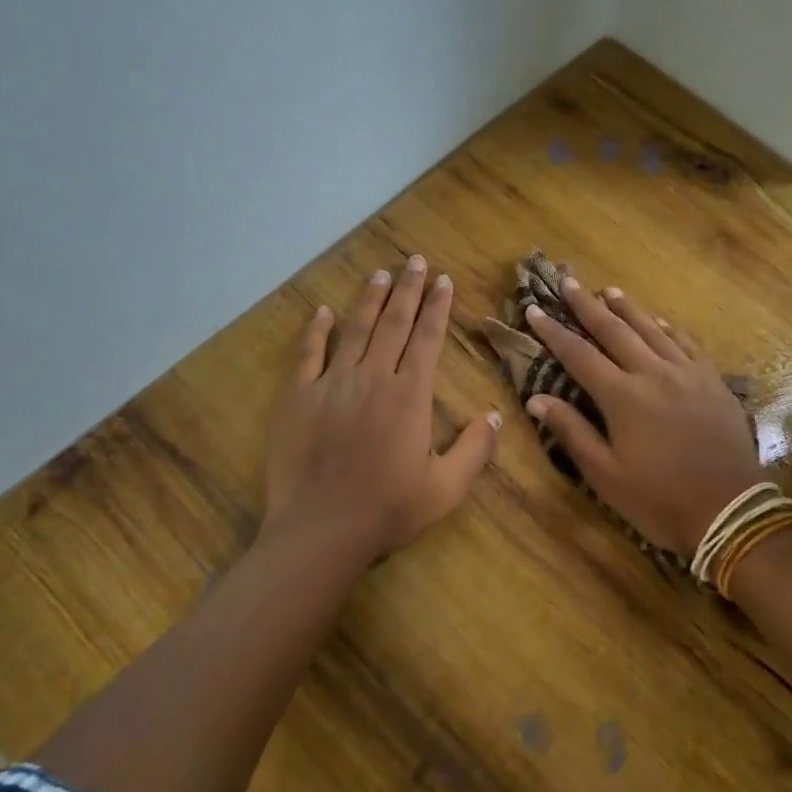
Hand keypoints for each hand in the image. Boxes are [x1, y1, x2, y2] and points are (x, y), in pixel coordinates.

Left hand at [262, 256, 500, 568]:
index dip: (438, 307)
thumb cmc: (388, 510)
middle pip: (393, 323)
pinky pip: (308, 354)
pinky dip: (316, 330)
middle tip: (415, 261)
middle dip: (407, 290)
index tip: (444, 281)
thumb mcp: (446, 488)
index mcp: (410, 396)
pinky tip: (323, 311)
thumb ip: (475, 449)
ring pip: (354, 329)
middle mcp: (373, 378)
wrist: (321, 529)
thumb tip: (493, 414)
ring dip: (369, 299)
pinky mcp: (298, 397)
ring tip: (381, 274)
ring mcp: (332, 383)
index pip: (428, 339)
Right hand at [523, 276, 765, 555]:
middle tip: (568, 281)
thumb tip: (536, 399)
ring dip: (627, 309)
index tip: (534, 310)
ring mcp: (687, 373)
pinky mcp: (712, 381)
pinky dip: (667, 328)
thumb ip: (572, 432)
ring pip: (651, 330)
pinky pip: (686, 344)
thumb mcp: (606, 474)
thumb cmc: (659, 499)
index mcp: (622, 397)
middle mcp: (653, 373)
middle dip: (587, 306)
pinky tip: (659, 321)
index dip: (553, 332)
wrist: (730, 510)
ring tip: (608, 290)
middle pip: (614, 330)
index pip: (579, 355)